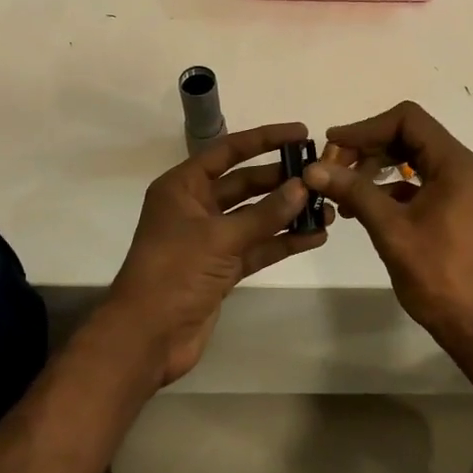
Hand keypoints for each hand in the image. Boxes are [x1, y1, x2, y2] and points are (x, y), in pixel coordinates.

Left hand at [105, 123, 330, 386]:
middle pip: (245, 183)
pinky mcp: (222, 269)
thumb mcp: (219, 238)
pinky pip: (257, 247)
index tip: (301, 133)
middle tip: (320, 176)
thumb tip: (302, 188)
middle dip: (281, 180)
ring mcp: (210, 239)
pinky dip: (282, 242)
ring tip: (327, 209)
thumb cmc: (173, 273)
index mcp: (183, 187)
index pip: (228, 151)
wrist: (146, 339)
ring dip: (287, 213)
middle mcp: (196, 207)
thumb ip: (264, 214)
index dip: (264, 139)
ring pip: (255, 217)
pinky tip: (314, 237)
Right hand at [303, 101, 472, 349]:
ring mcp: (463, 188)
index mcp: (457, 164)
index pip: (408, 120)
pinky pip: (421, 182)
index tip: (333, 145)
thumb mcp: (391, 230)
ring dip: (377, 168)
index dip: (367, 127)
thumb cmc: (438, 275)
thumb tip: (313, 168)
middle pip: (411, 136)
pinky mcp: (457, 208)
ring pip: (414, 159)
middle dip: (369, 147)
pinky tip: (362, 207)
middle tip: (333, 168)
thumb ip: (354, 191)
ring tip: (342, 190)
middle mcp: (465, 168)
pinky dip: (391, 188)